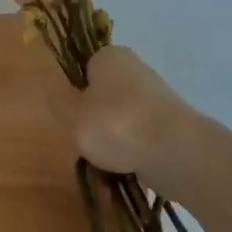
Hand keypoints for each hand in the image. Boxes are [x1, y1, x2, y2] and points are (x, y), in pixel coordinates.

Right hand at [54, 46, 195, 178]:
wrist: (174, 151)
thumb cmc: (115, 124)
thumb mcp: (72, 115)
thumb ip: (60, 103)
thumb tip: (57, 93)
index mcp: (110, 57)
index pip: (84, 69)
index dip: (74, 93)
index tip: (71, 117)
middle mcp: (136, 70)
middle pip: (103, 98)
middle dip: (93, 124)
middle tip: (86, 144)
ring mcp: (157, 99)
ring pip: (120, 123)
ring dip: (111, 145)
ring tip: (105, 167)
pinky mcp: (171, 126)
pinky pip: (140, 141)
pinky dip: (131, 156)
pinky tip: (124, 174)